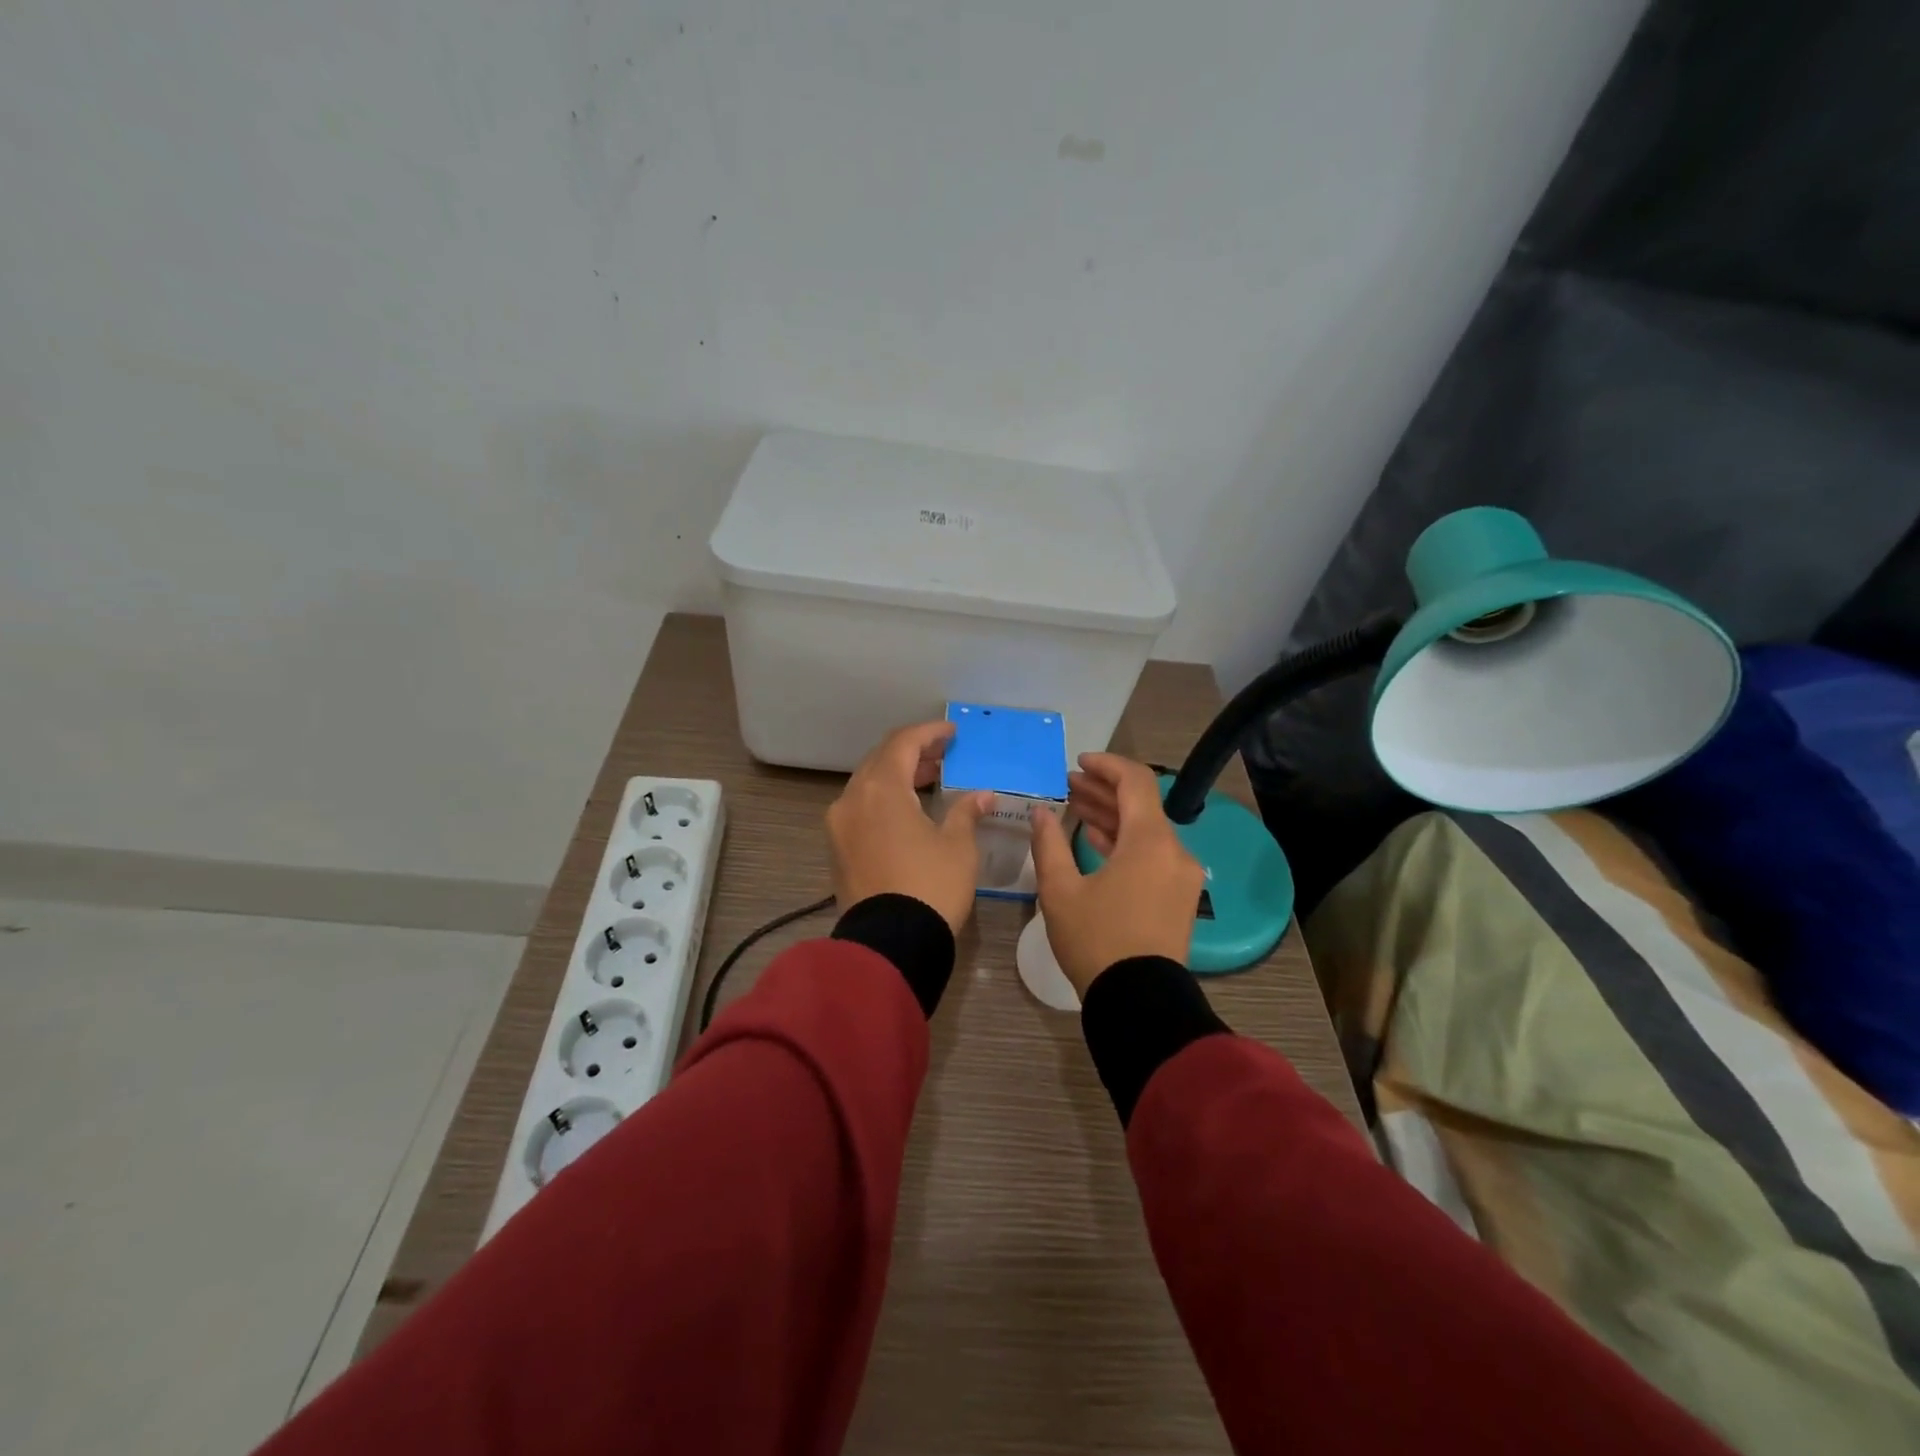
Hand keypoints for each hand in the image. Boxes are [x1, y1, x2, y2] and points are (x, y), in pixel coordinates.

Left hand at [826, 721, 993, 933]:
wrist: (890, 945)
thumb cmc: (931, 887)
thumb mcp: (958, 846)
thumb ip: (966, 812)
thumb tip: (982, 795)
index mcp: (881, 788)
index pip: (903, 743)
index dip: (929, 733)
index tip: (952, 733)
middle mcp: (852, 798)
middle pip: (881, 759)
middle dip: (913, 753)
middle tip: (943, 756)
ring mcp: (839, 825)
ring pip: (867, 784)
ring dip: (897, 776)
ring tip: (930, 780)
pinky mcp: (837, 848)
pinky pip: (860, 808)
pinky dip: (883, 799)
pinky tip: (908, 810)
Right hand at [1030, 753, 1204, 995]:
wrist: (1138, 1001)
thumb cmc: (1096, 940)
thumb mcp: (1060, 890)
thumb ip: (1049, 843)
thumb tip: (1041, 812)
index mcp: (1150, 841)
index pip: (1135, 781)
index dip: (1106, 765)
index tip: (1077, 762)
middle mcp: (1174, 851)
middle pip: (1140, 805)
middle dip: (1103, 791)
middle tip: (1067, 785)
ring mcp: (1181, 875)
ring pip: (1146, 831)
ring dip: (1112, 817)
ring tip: (1075, 808)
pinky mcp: (1179, 897)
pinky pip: (1152, 855)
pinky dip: (1125, 842)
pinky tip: (1096, 840)